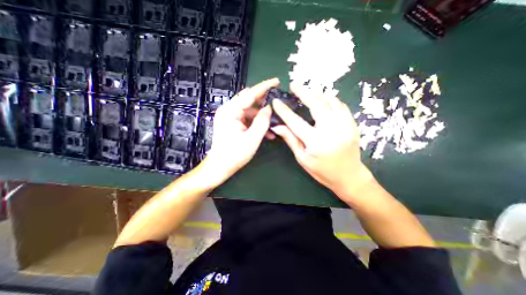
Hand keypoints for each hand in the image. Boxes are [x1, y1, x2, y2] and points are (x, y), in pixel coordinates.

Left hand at [203, 77, 281, 185]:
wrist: (221, 166)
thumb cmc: (235, 154)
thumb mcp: (252, 138)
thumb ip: (262, 121)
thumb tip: (269, 108)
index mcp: (230, 111)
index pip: (249, 94)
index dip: (264, 87)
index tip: (276, 81)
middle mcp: (228, 111)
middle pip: (249, 101)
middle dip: (264, 102)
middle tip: (278, 102)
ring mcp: (230, 117)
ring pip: (250, 111)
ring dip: (262, 117)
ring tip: (275, 123)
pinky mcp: (232, 123)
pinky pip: (247, 119)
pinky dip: (257, 123)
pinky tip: (267, 132)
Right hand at [271, 83, 372, 200]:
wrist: (349, 176)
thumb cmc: (322, 171)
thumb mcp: (303, 158)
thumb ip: (291, 140)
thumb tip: (277, 126)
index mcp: (316, 142)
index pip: (295, 122)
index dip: (284, 110)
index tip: (276, 102)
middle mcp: (332, 130)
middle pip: (316, 104)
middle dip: (303, 92)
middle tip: (294, 85)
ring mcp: (345, 125)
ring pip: (330, 100)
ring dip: (317, 94)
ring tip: (307, 92)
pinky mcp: (353, 124)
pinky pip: (340, 105)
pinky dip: (330, 100)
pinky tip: (323, 101)